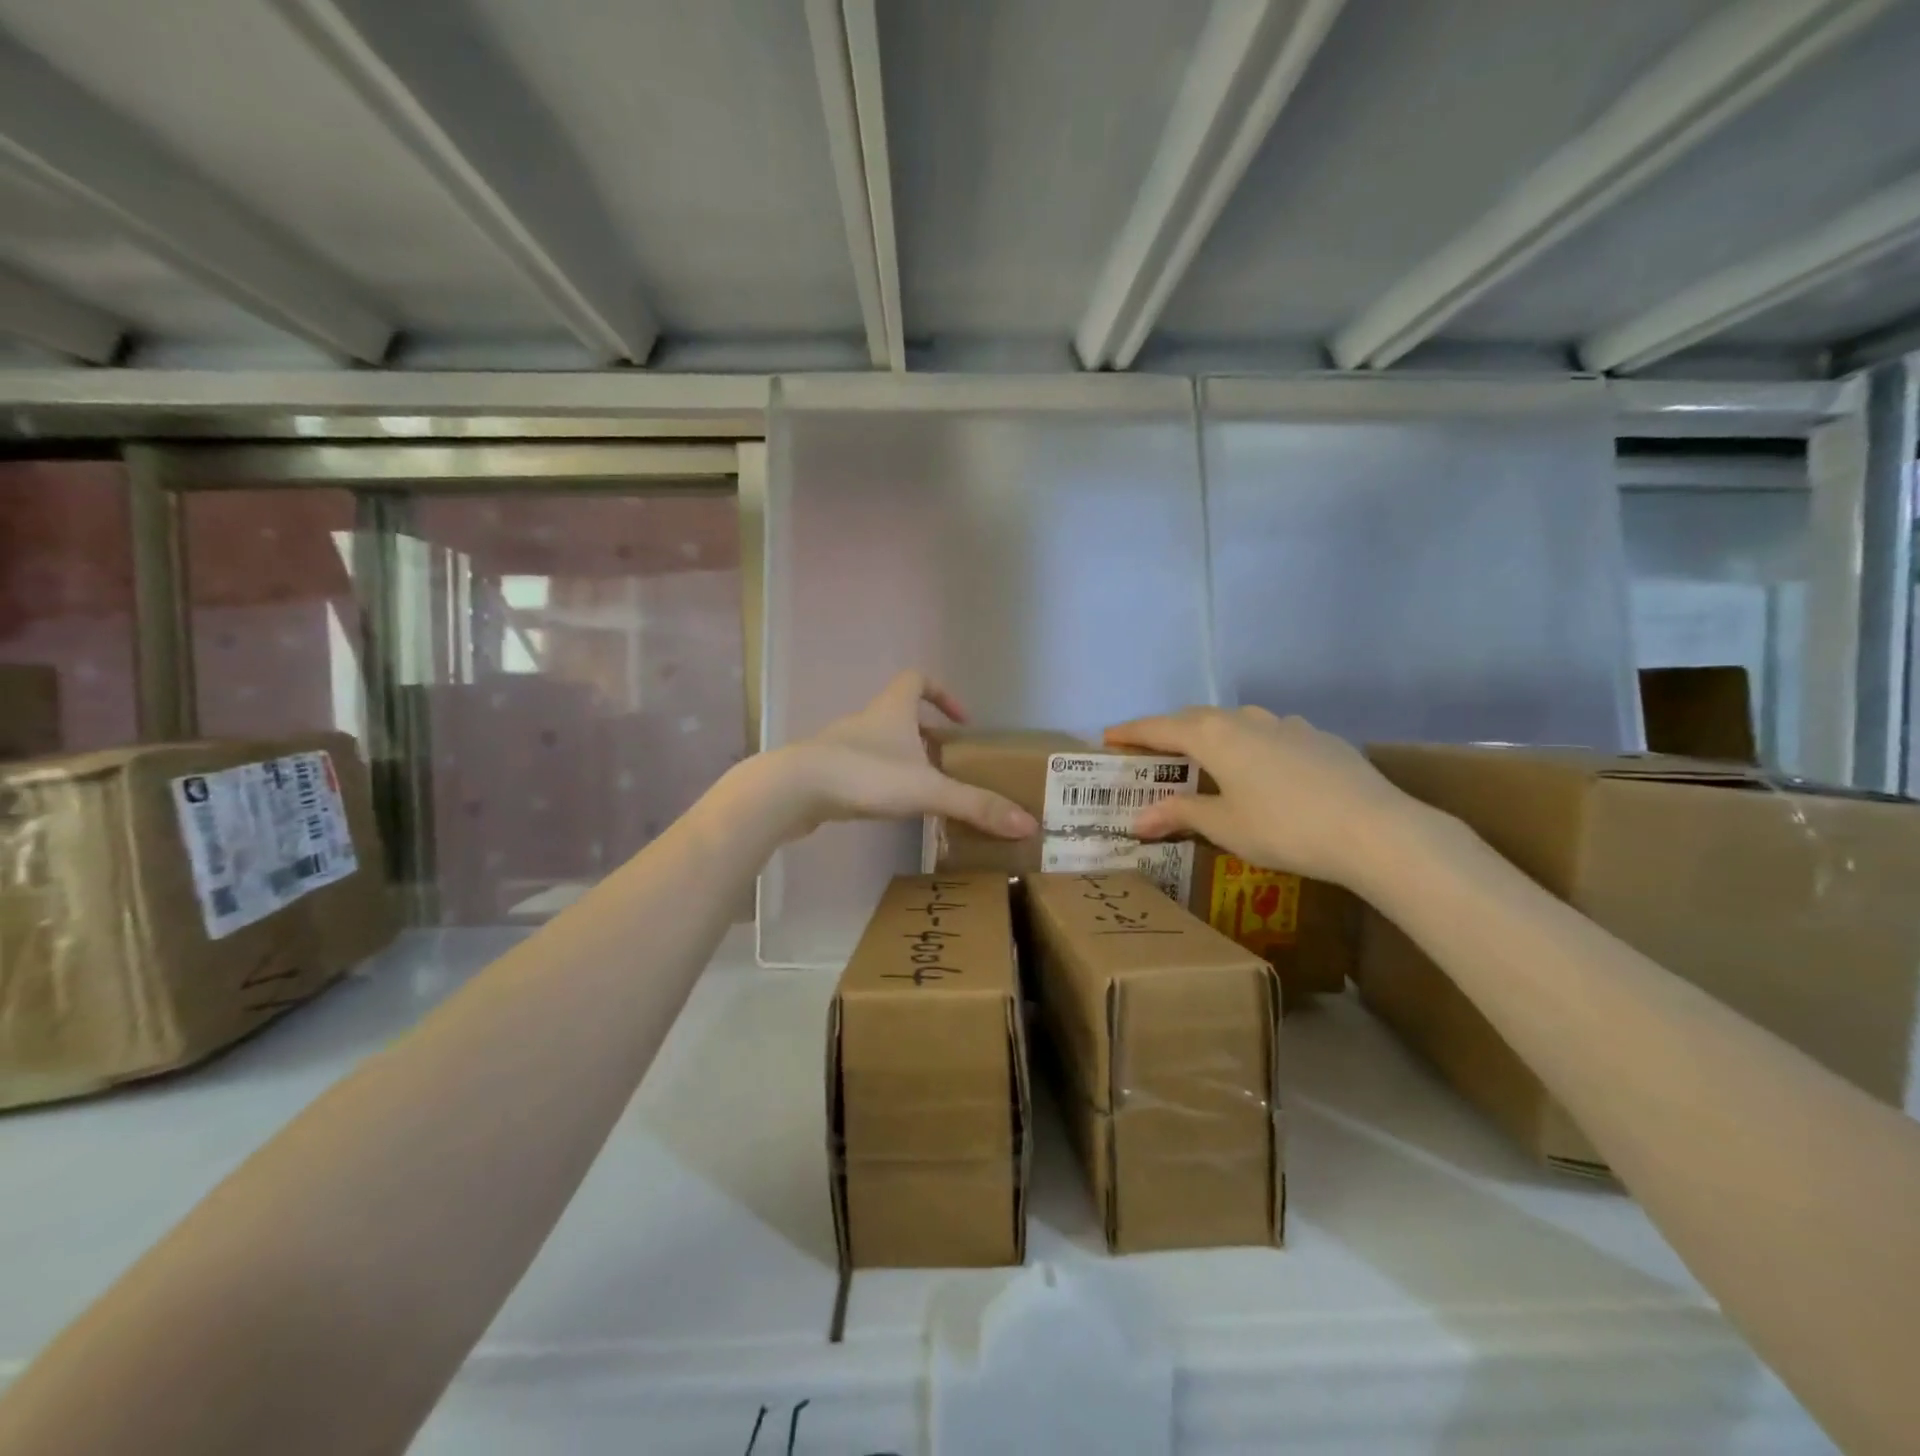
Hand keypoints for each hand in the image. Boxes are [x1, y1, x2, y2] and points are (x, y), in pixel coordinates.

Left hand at [774, 672, 1038, 840]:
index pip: (917, 679)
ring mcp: (842, 746)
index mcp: (892, 710)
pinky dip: (879, 782)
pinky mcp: (825, 773)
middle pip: (901, 716)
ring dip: (903, 761)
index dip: (942, 693)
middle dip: (927, 737)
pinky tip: (889, 808)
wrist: (793, 790)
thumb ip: (975, 806)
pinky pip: (860, 770)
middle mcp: (867, 721)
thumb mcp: (927, 790)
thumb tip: (1028, 823)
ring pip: (880, 745)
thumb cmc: (865, 775)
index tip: (961, 722)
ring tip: (926, 792)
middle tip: (950, 765)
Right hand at [1104, 706, 1421, 889]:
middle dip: (1169, 730)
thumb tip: (1138, 820)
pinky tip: (1262, 768)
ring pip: (1236, 721)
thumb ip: (1180, 814)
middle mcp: (1246, 720)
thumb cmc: (1284, 828)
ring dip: (1212, 733)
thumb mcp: (1224, 827)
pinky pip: (1270, 733)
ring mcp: (1287, 725)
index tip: (1108, 736)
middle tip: (1152, 750)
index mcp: (1214, 737)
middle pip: (1196, 718)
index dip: (1131, 732)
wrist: (1374, 830)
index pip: (1160, 728)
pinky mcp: (1318, 738)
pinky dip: (1251, 744)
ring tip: (1205, 756)